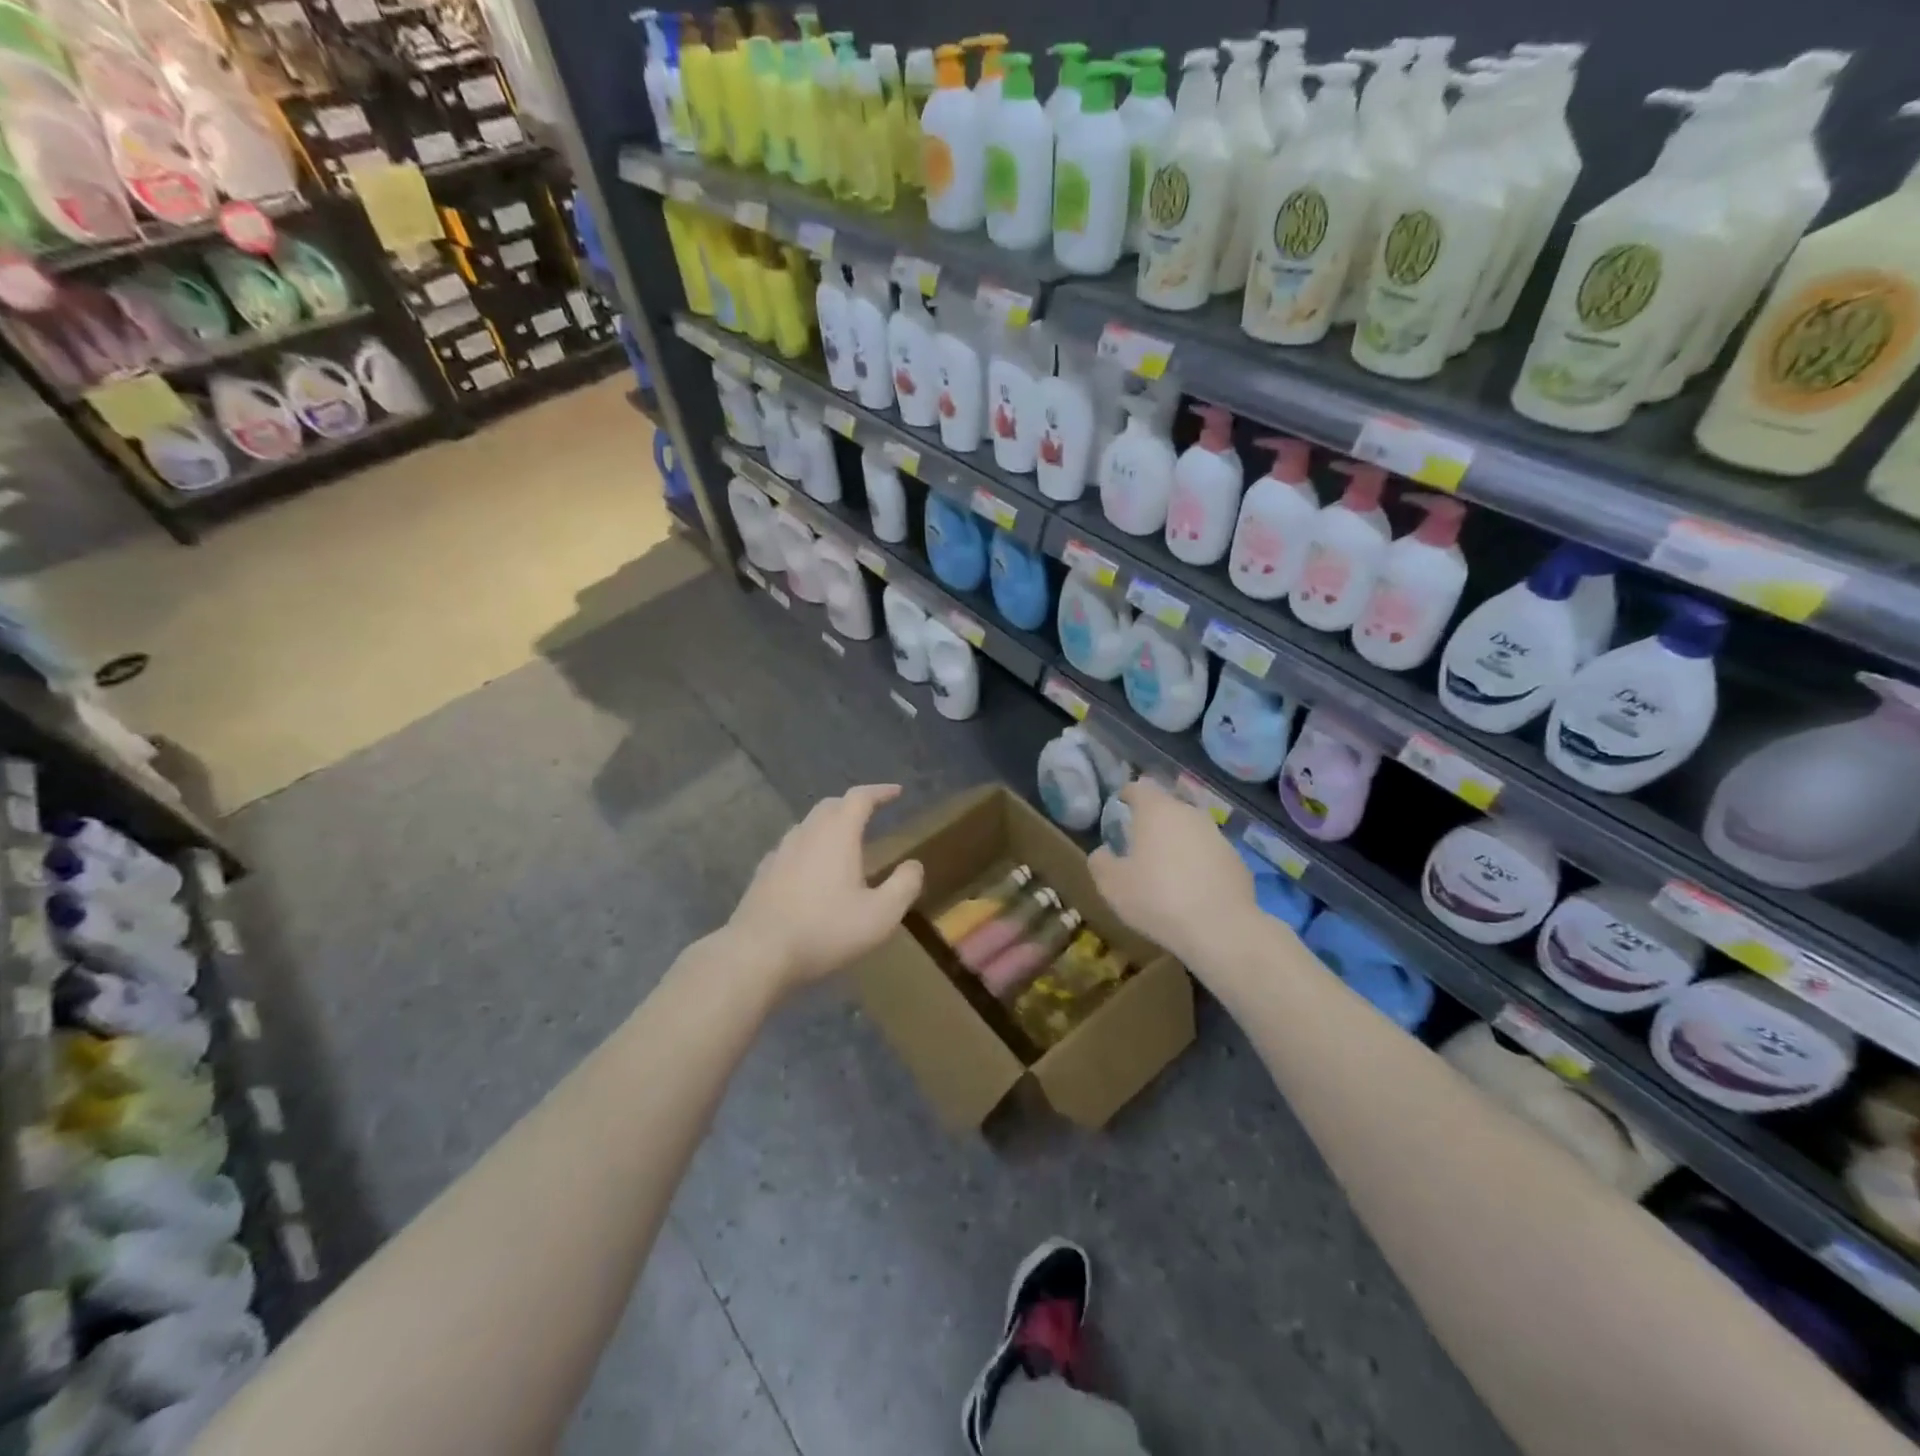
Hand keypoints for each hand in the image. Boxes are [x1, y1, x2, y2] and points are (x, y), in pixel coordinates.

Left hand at [727, 784, 924, 990]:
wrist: (757, 953)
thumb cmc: (825, 930)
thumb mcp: (880, 915)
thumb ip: (903, 886)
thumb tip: (914, 865)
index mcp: (837, 834)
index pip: (860, 798)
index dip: (880, 792)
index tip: (897, 792)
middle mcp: (807, 834)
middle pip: (831, 806)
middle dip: (853, 805)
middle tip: (871, 813)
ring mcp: (780, 852)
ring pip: (807, 825)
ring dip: (829, 825)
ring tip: (844, 842)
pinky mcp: (763, 874)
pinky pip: (791, 849)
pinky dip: (808, 848)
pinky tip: (810, 870)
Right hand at [1088, 779, 1257, 968]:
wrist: (1220, 928)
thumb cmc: (1157, 898)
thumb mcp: (1111, 884)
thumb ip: (1101, 861)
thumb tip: (1104, 852)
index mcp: (1156, 810)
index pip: (1139, 787)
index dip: (1127, 794)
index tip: (1120, 806)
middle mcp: (1189, 814)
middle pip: (1167, 807)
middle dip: (1153, 821)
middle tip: (1139, 844)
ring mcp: (1218, 836)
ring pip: (1190, 830)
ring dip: (1177, 843)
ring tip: (1166, 869)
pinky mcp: (1237, 860)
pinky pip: (1210, 854)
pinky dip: (1199, 864)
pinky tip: (1192, 889)